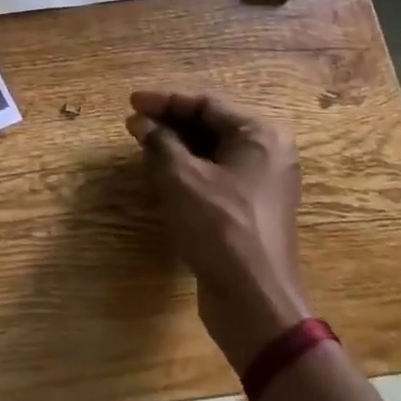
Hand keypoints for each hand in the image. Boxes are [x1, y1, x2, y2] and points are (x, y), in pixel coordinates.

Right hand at [126, 91, 311, 368]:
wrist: (254, 300)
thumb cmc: (219, 226)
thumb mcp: (180, 177)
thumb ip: (158, 141)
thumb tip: (140, 121)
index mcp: (261, 135)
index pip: (206, 103)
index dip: (165, 101)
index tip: (131, 103)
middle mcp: (270, 152)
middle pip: (212, 124)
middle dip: (171, 123)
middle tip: (135, 124)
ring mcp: (264, 182)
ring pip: (214, 151)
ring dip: (177, 146)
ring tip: (143, 146)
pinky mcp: (254, 208)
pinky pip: (218, 174)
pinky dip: (190, 169)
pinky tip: (162, 174)